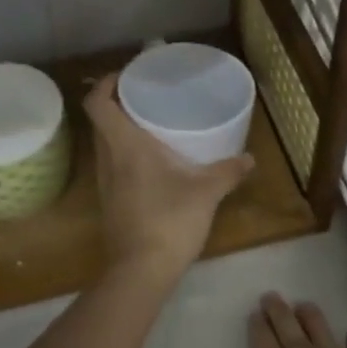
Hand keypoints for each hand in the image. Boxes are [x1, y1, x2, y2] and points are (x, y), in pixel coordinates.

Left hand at [86, 73, 253, 285]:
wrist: (140, 272)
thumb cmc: (169, 221)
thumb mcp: (206, 193)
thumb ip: (228, 171)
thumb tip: (250, 159)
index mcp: (124, 146)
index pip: (97, 103)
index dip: (105, 83)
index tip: (127, 76)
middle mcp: (108, 159)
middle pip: (101, 121)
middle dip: (119, 104)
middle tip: (148, 97)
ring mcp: (105, 183)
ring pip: (106, 145)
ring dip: (123, 131)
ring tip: (153, 126)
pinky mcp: (111, 202)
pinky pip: (114, 166)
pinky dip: (127, 155)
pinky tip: (154, 164)